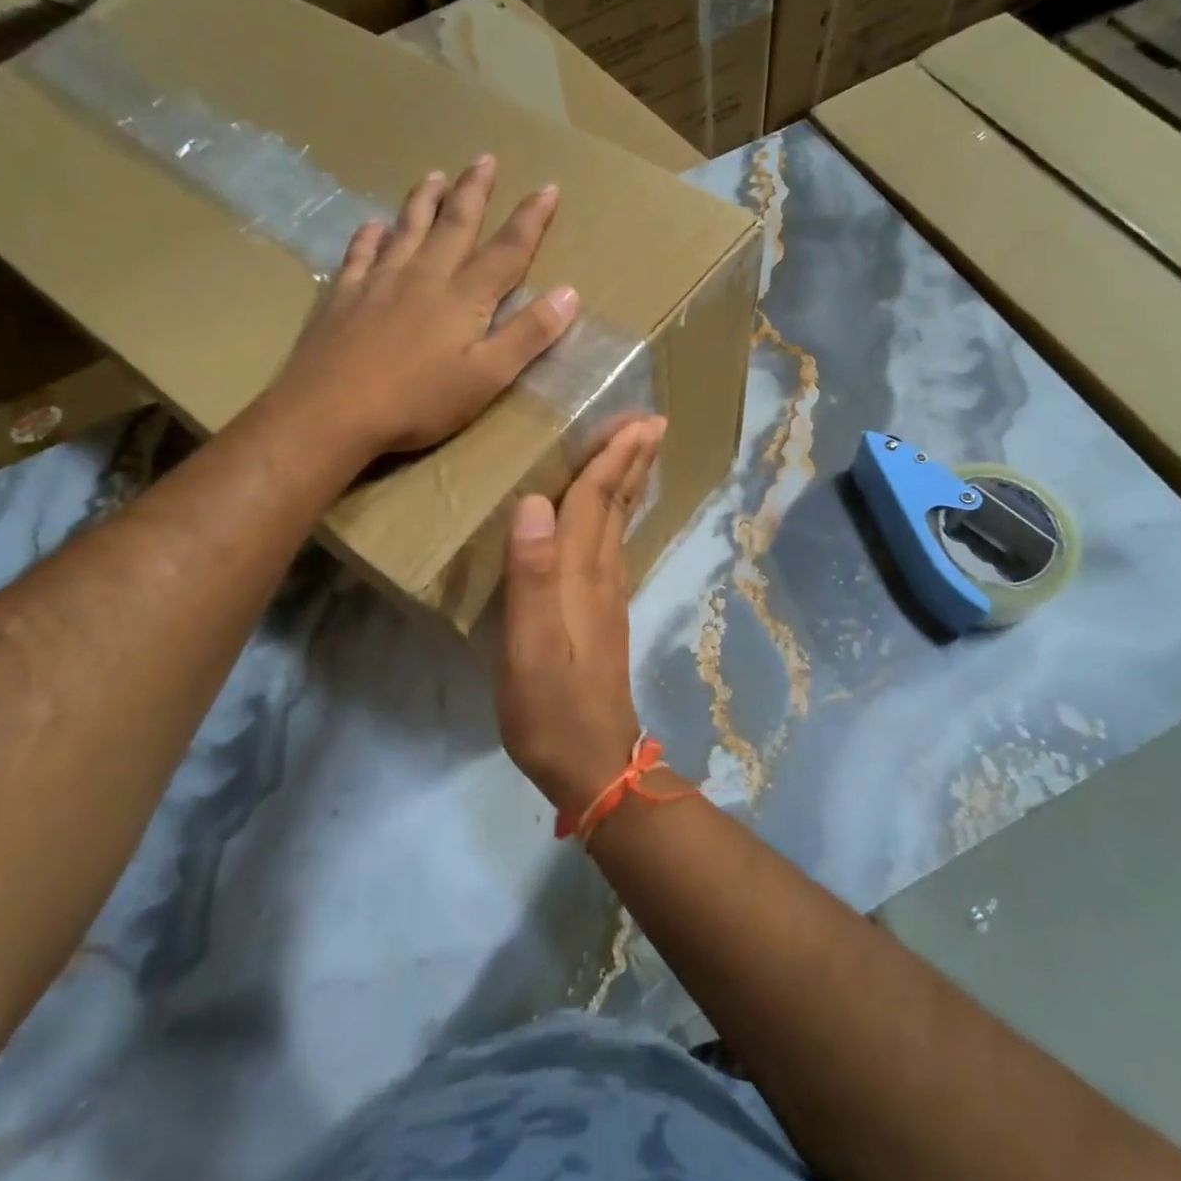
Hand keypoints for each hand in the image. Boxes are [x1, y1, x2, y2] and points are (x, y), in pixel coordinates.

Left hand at [276, 156, 578, 457]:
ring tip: (435, 175)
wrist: (332, 411)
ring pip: (407, 228)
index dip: (530, 220)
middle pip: (455, 225)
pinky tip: (372, 224)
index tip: (548, 188)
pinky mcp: (344, 295)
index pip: (507, 251)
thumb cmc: (418, 401)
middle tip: (485, 159)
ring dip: (424, 201)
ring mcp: (379, 282)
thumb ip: (528, 335)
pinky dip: (369, 235)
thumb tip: (568, 293)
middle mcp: (424, 276)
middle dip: (474, 192)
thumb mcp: (487, 377)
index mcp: (464, 297)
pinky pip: (359, 253)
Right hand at [499, 417, 667, 818]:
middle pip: (616, 506)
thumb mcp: (530, 648)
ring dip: (628, 484)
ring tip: (635, 453)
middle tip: (650, 421)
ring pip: (618, 525)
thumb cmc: (552, 708)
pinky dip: (615, 518)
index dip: (611, 458)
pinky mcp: (602, 616)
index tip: (636, 418)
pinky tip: (611, 518)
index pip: (594, 502)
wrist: (593, 762)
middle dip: (631, 460)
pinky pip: (611, 548)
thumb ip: (531, 577)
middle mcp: (599, 576)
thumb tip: (533, 504)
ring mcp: (605, 597)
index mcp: (580, 575)